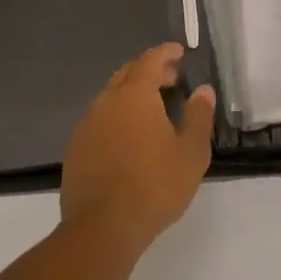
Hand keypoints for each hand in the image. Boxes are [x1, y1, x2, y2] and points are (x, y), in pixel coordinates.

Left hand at [61, 43, 215, 256]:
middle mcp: (107, 100)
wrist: (102, 227)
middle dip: (150, 71)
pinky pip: (100, 119)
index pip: (150, 60)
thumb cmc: (154, 186)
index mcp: (134, 94)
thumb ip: (199, 117)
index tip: (179, 51)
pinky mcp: (76, 147)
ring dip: (132, 94)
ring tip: (153, 109)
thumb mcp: (191, 153)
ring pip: (111, 96)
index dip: (166, 53)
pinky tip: (129, 137)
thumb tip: (204, 90)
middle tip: (171, 79)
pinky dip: (118, 116)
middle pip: (128, 74)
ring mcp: (87, 124)